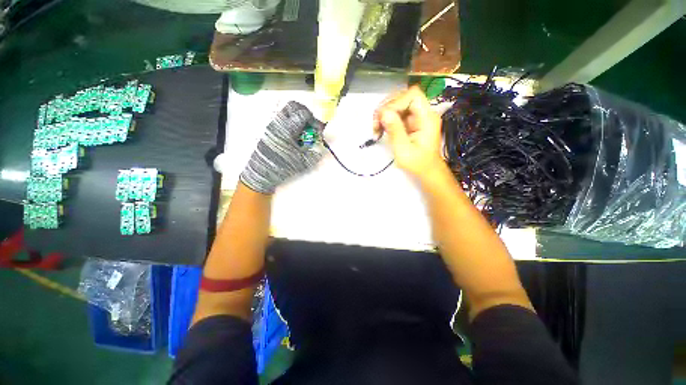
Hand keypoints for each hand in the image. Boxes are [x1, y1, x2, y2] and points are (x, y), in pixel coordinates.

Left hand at [240, 101, 323, 193]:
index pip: (303, 114)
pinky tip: (295, 137)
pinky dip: (292, 123)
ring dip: (298, 117)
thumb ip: (315, 151)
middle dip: (305, 112)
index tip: (318, 130)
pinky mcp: (270, 130)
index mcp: (287, 129)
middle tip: (311, 125)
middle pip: (293, 105)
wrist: (261, 173)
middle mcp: (278, 123)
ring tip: (303, 132)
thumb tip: (320, 142)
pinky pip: (283, 119)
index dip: (314, 120)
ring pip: (287, 111)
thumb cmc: (283, 167)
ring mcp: (273, 125)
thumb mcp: (303, 162)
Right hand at [373, 86, 445, 182]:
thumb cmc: (417, 164)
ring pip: (398, 104)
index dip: (395, 102)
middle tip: (375, 124)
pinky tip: (380, 129)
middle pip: (403, 97)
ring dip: (384, 114)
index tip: (383, 117)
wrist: (426, 171)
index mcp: (427, 118)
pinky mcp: (410, 122)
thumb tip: (384, 112)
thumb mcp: (404, 150)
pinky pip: (396, 114)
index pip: (413, 95)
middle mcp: (423, 113)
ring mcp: (417, 117)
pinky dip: (386, 120)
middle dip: (386, 108)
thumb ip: (395, 131)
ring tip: (376, 128)